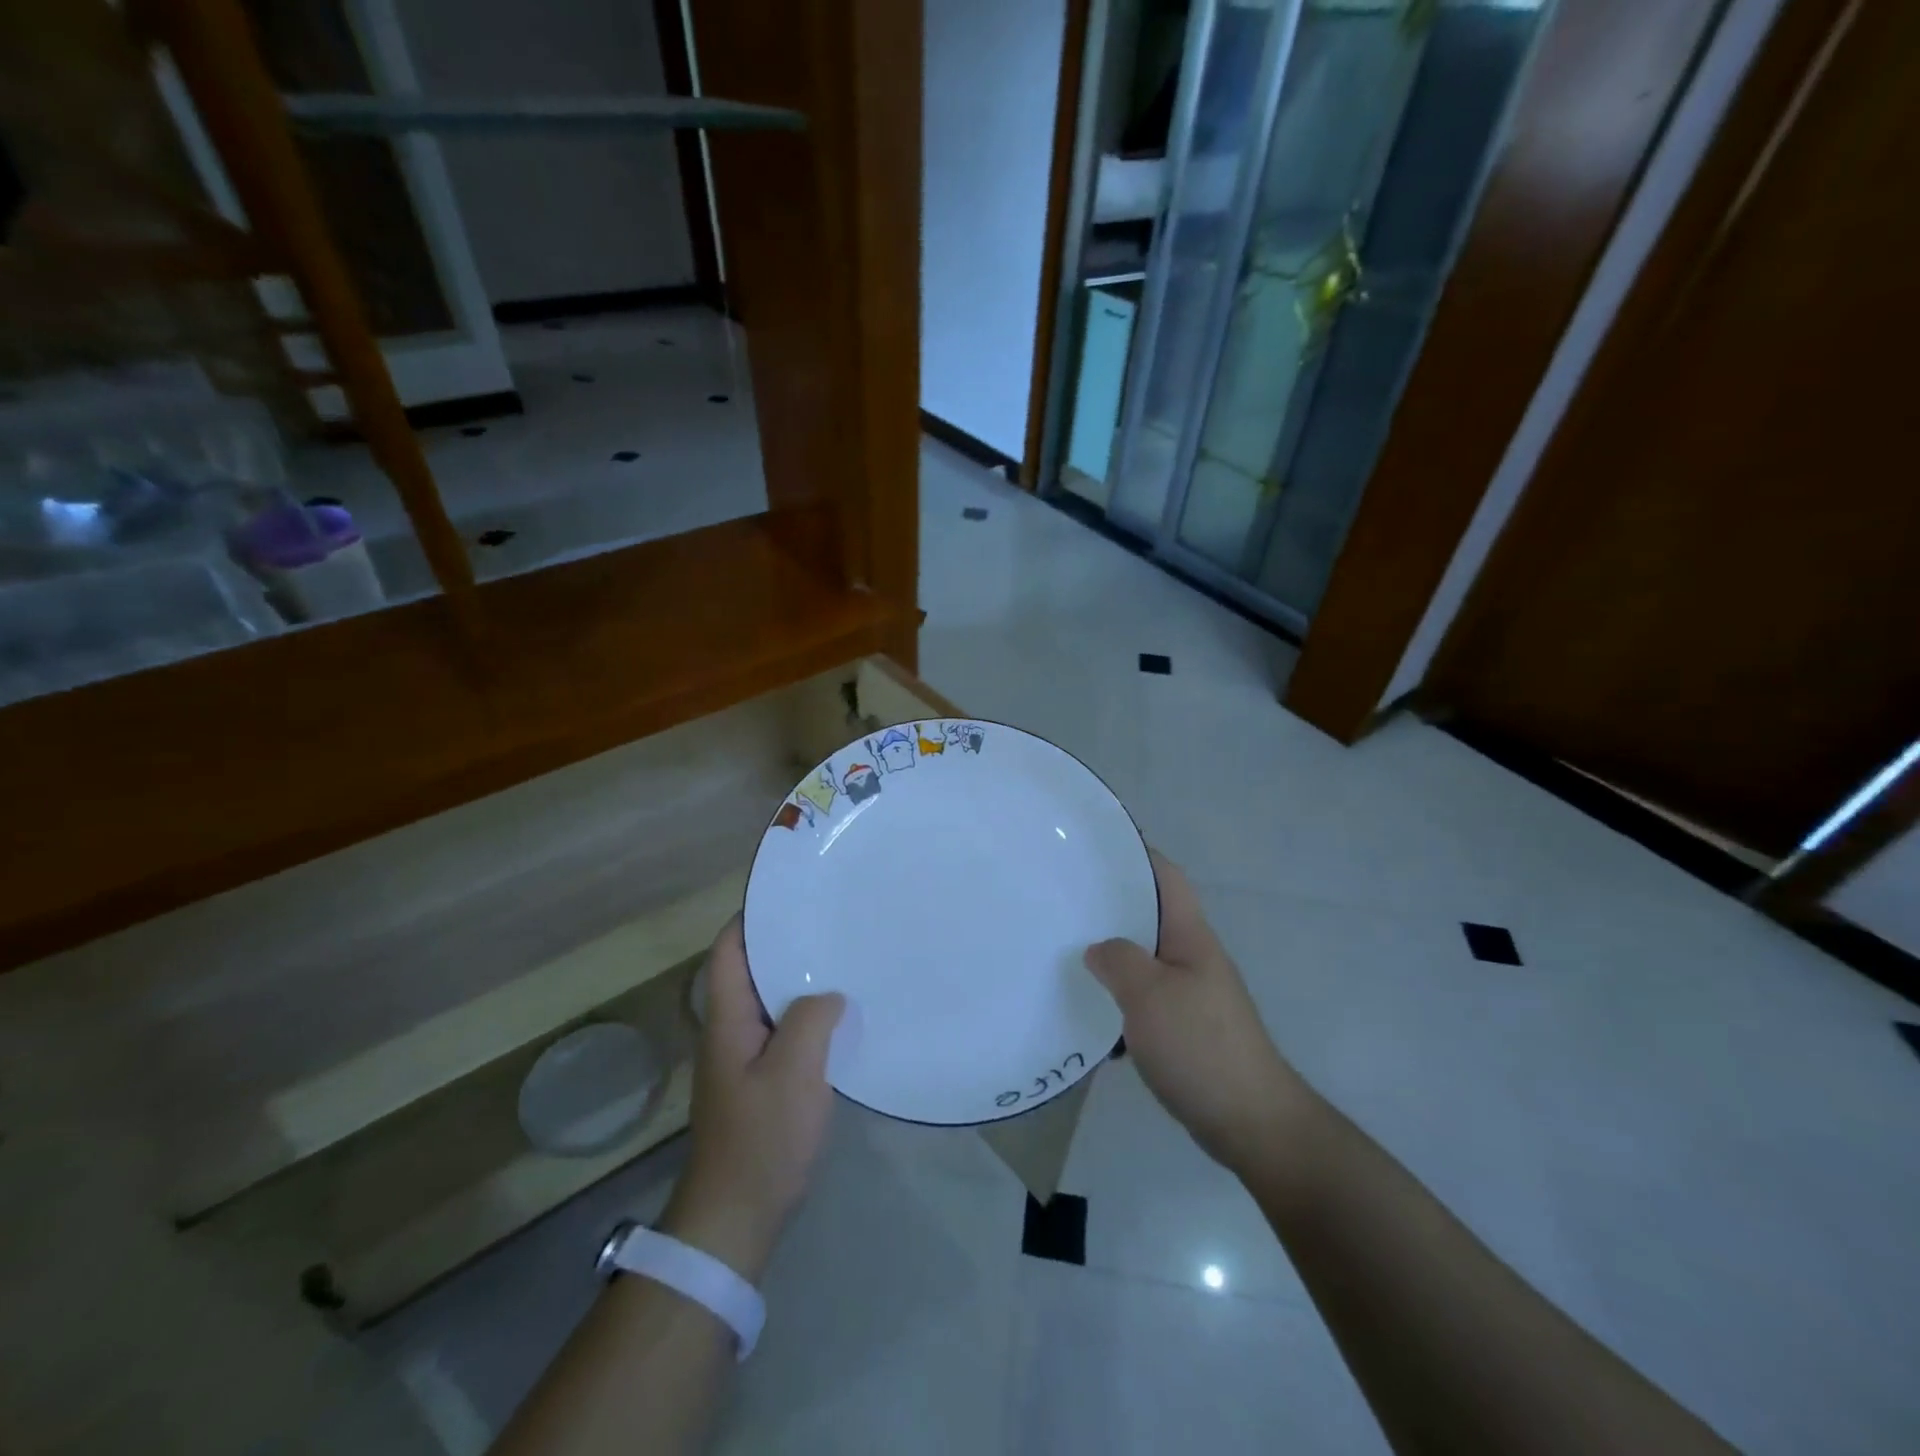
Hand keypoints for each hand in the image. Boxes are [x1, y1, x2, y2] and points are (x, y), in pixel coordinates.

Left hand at [661, 917, 843, 1281]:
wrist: (736, 1216)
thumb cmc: (761, 1137)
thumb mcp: (793, 1071)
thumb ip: (811, 1019)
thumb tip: (830, 995)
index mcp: (727, 1019)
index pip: (730, 951)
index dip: (751, 917)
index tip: (790, 894)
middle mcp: (730, 1030)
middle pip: (752, 971)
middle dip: (784, 943)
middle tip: (830, 919)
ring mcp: (744, 1058)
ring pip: (771, 1001)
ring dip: (799, 979)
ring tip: (842, 956)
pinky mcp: (761, 1081)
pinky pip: (784, 1031)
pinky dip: (807, 1014)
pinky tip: (840, 1014)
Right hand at [1085, 852, 1309, 1173]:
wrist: (1251, 1122)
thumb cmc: (1201, 1047)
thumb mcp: (1150, 995)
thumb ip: (1118, 960)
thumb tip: (1098, 949)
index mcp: (1190, 936)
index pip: (1166, 877)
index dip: (1137, 854)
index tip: (1096, 846)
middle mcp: (1193, 957)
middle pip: (1151, 916)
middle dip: (1111, 905)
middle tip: (1065, 898)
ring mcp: (1191, 994)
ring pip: (1144, 960)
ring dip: (1111, 955)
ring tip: (1066, 950)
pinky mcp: (1185, 1029)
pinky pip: (1144, 999)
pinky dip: (1118, 999)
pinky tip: (1088, 1011)